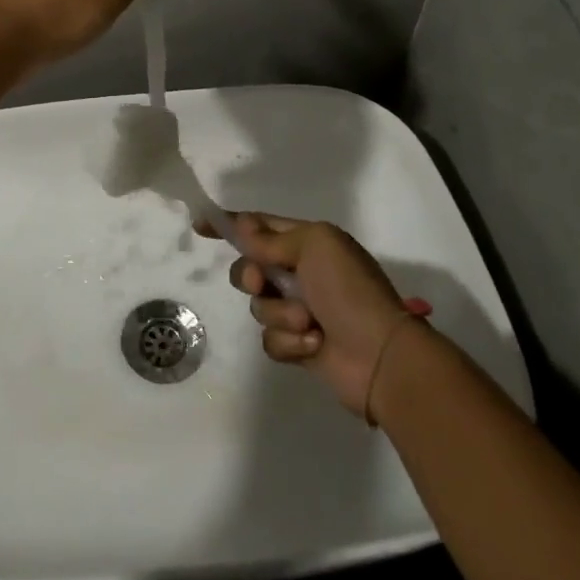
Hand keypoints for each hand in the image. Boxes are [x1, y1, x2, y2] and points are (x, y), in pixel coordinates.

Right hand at [208, 213, 428, 419]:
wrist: (380, 355)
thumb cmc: (349, 291)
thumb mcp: (315, 247)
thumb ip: (272, 238)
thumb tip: (242, 226)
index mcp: (308, 244)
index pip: (259, 227)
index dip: (229, 225)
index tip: (199, 225)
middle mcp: (300, 273)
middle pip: (249, 268)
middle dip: (251, 276)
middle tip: (262, 283)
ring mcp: (298, 309)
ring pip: (258, 306)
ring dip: (280, 314)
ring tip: (309, 323)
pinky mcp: (298, 343)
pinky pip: (270, 339)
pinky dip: (289, 342)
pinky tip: (313, 345)